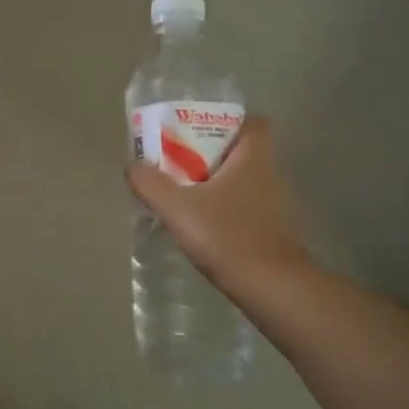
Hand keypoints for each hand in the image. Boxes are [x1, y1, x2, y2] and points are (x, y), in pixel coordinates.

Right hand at [127, 116, 311, 290]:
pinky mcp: (273, 229)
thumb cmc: (228, 237)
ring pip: (242, 180)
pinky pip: (245, 205)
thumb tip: (133, 166)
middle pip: (241, 150)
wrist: (273, 288)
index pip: (252, 122)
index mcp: (253, 157)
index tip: (196, 130)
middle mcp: (270, 174)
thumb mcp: (177, 208)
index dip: (226, 120)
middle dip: (211, 152)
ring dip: (216, 182)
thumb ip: (150, 183)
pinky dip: (225, 208)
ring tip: (183, 193)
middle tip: (177, 161)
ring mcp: (275, 204)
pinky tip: (201, 224)